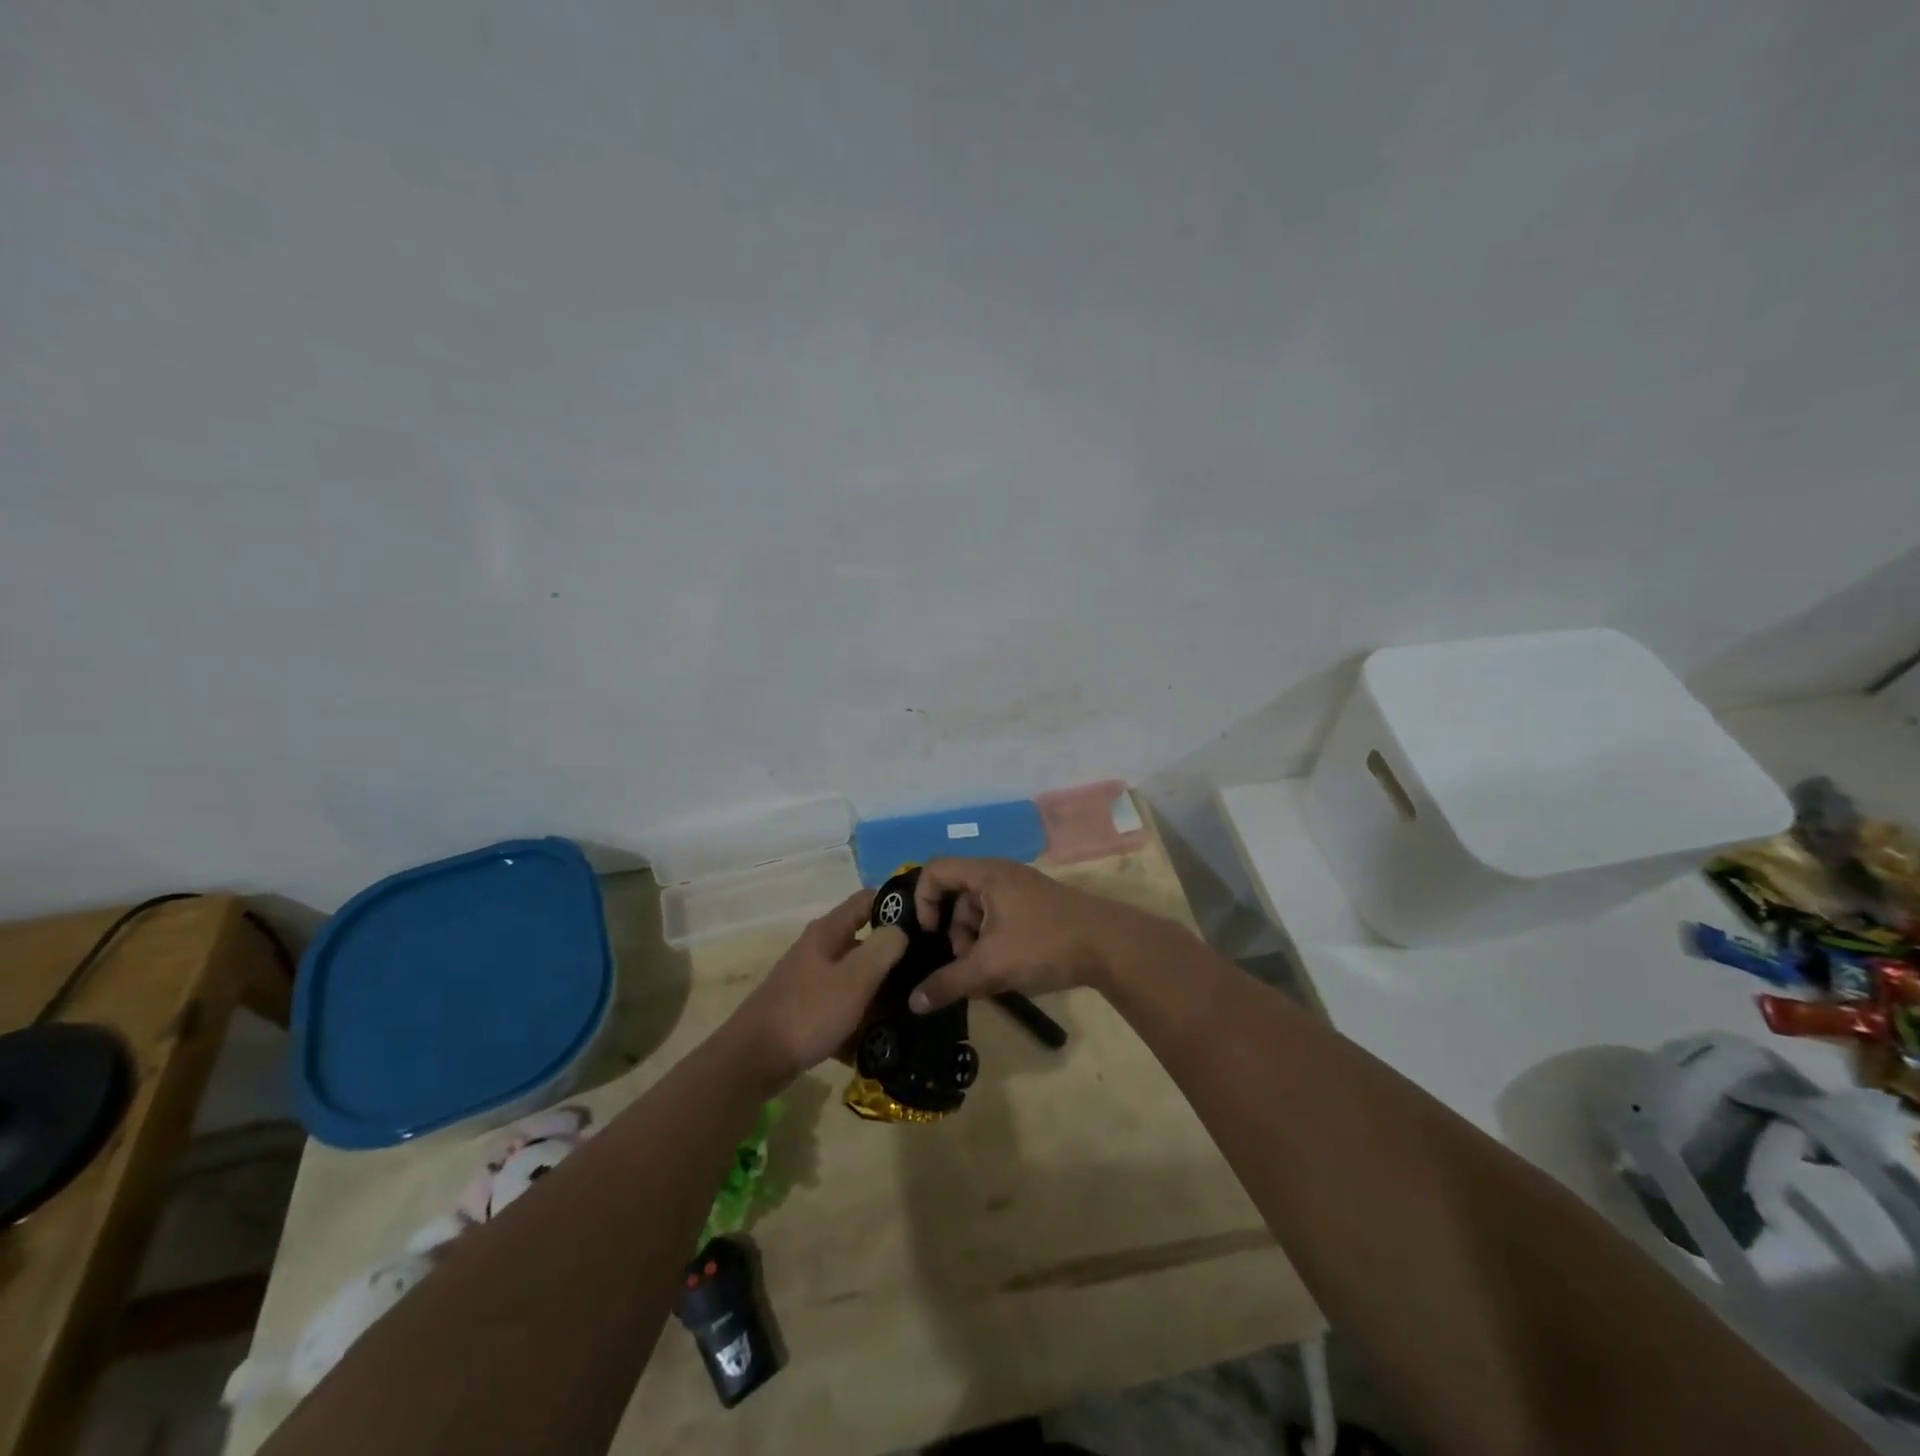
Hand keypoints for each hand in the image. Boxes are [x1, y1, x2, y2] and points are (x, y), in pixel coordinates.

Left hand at [724, 891, 907, 1090]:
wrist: (753, 1061)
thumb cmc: (808, 1012)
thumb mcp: (854, 978)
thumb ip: (883, 949)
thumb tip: (901, 929)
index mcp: (828, 932)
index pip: (867, 900)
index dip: (896, 903)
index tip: (927, 920)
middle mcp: (818, 949)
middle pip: (863, 941)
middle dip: (893, 955)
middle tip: (926, 971)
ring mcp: (810, 981)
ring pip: (855, 978)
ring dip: (880, 991)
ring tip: (912, 1007)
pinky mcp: (806, 1010)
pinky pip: (842, 1007)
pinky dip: (860, 1019)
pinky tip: (879, 1039)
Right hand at [907, 858, 1184, 1012]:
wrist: (1110, 946)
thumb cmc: (1044, 944)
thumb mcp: (991, 967)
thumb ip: (949, 983)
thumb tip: (914, 1003)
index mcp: (987, 874)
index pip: (935, 870)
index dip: (923, 900)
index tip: (929, 934)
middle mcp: (1002, 874)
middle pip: (957, 894)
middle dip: (954, 931)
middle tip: (964, 962)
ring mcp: (1022, 890)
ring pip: (981, 910)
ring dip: (975, 941)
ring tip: (988, 973)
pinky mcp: (1038, 907)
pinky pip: (1001, 918)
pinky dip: (995, 941)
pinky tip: (1007, 970)